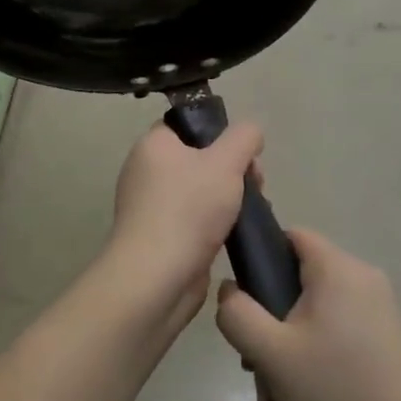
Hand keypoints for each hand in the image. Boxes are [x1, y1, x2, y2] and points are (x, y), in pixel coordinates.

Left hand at [96, 119, 263, 332]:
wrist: (157, 277)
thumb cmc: (188, 210)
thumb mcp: (226, 162)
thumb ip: (243, 138)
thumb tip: (250, 132)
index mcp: (153, 145)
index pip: (187, 124)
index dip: (219, 132)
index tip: (244, 152)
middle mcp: (146, 171)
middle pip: (198, 158)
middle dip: (232, 169)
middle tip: (255, 184)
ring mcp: (151, 206)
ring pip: (199, 190)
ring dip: (228, 198)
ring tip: (251, 211)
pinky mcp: (161, 236)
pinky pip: (194, 219)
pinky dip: (215, 223)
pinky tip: (236, 234)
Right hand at [215, 229, 400, 400]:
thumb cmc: (334, 390)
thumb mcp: (269, 353)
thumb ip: (237, 314)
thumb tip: (230, 290)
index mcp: (337, 269)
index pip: (290, 236)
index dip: (259, 259)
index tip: (243, 302)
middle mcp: (362, 280)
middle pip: (297, 285)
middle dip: (269, 328)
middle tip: (255, 370)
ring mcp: (378, 313)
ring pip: (314, 319)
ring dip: (287, 356)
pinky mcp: (386, 343)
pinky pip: (336, 339)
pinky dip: (314, 365)